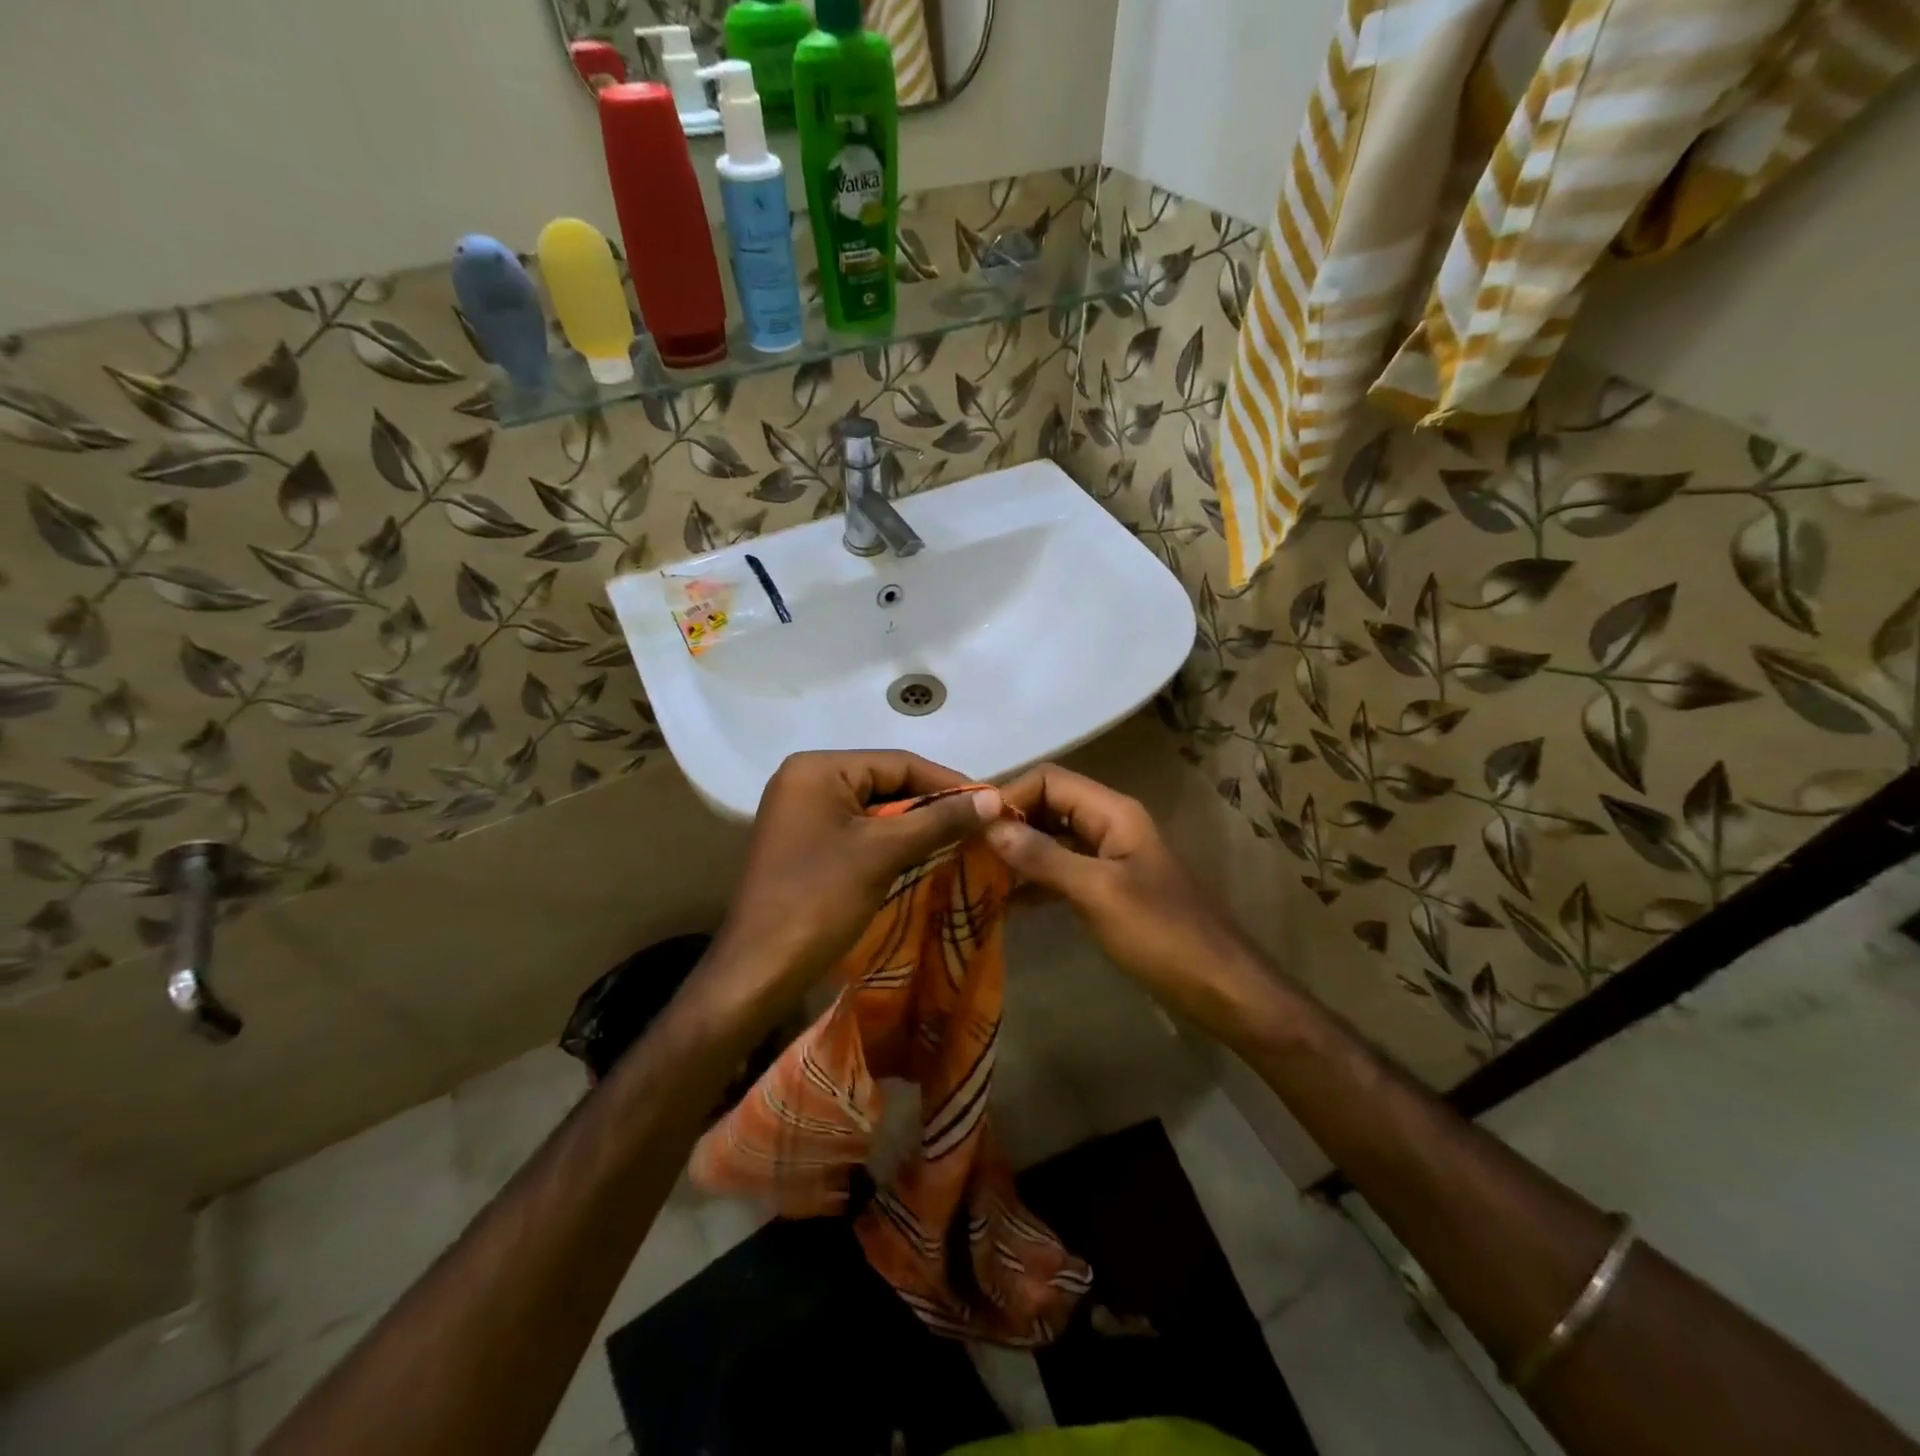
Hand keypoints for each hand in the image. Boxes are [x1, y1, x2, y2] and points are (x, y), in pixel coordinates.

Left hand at [707, 750, 1000, 1012]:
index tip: (991, 803)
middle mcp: (806, 779)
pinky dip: (892, 840)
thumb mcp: (883, 853)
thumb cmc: (819, 900)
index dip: (947, 782)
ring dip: (916, 824)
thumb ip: (939, 820)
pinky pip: (859, 828)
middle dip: (932, 804)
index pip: (898, 762)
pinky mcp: (806, 841)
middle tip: (979, 824)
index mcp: (817, 768)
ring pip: (875, 807)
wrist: (760, 970)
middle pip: (886, 781)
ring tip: (961, 839)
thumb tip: (993, 798)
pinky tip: (925, 854)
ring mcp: (803, 811)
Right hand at [984, 764, 1264, 1031]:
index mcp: (1113, 812)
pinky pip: (1061, 870)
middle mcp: (1109, 824)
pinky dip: (1033, 880)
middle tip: (965, 851)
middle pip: (1049, 805)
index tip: (970, 827)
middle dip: (1009, 822)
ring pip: (1052, 838)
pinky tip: (1003, 902)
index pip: (1049, 780)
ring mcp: (1109, 856)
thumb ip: (1043, 857)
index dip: (1009, 795)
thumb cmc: (1162, 934)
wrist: (1219, 987)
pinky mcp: (1107, 888)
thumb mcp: (1097, 892)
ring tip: (974, 874)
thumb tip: (990, 826)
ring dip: (1017, 852)